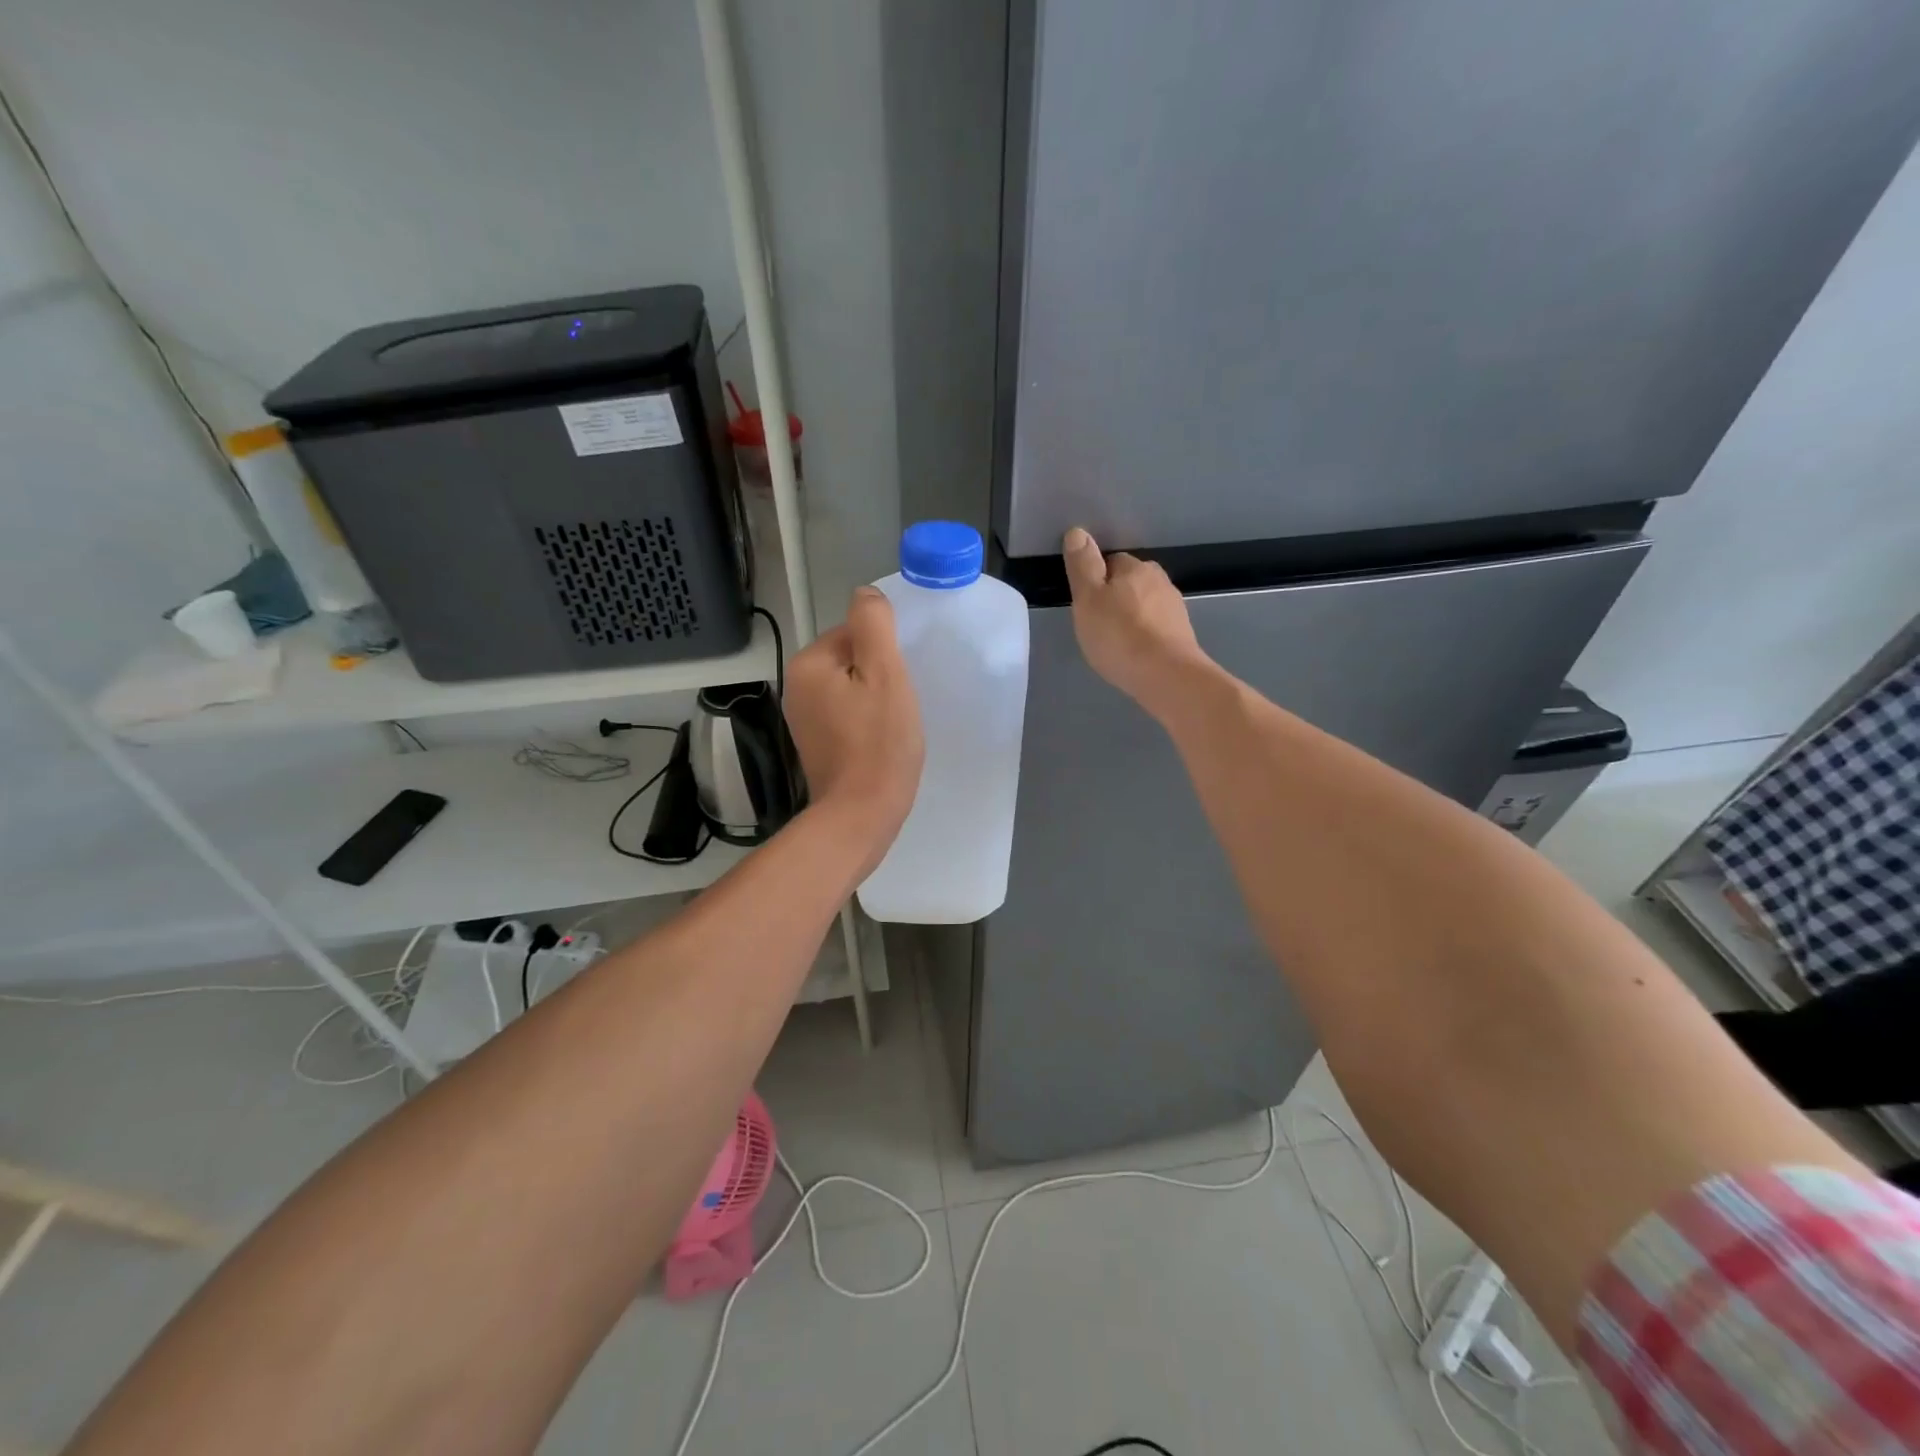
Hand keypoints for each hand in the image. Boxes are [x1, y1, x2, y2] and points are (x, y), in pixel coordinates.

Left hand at [784, 587, 924, 868]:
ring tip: (893, 725)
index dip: (886, 654)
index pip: (856, 633)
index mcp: (809, 663)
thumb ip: (873, 624)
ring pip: (851, 688)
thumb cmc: (879, 743)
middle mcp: (796, 686)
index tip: (899, 683)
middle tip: (899, 706)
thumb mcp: (885, 673)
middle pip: (852, 660)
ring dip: (875, 699)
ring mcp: (803, 718)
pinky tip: (880, 741)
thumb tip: (865, 593)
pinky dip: (866, 722)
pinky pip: (847, 715)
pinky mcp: (816, 744)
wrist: (860, 815)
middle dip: (880, 676)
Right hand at [1062, 527, 1211, 714]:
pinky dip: (1145, 635)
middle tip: (1098, 624)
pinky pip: (1156, 627)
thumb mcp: (1088, 599)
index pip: (1111, 561)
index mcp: (1135, 568)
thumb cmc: (1120, 635)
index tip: (1085, 603)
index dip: (1095, 580)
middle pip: (1131, 582)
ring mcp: (1175, 608)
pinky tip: (1135, 653)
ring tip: (1116, 641)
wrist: (1167, 676)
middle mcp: (1160, 581)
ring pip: (1145, 605)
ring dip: (1132, 617)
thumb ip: (1082, 565)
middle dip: (1116, 597)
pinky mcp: (1182, 635)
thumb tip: (1078, 531)